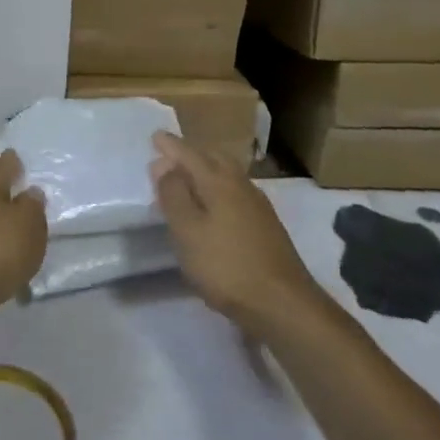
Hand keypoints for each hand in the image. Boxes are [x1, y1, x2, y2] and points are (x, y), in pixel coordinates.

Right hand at [152, 133, 322, 337]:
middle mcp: (240, 184)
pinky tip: (215, 204)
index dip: (170, 146)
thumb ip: (173, 195)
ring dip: (207, 168)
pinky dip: (219, 186)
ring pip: (228, 173)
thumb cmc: (226, 266)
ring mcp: (258, 204)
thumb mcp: (187, 231)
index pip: (189, 154)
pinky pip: (236, 190)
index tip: (155, 136)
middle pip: (214, 157)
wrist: (283, 303)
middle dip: (192, 152)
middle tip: (171, 155)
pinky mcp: (266, 224)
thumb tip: (163, 164)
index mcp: (218, 181)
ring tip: (189, 177)